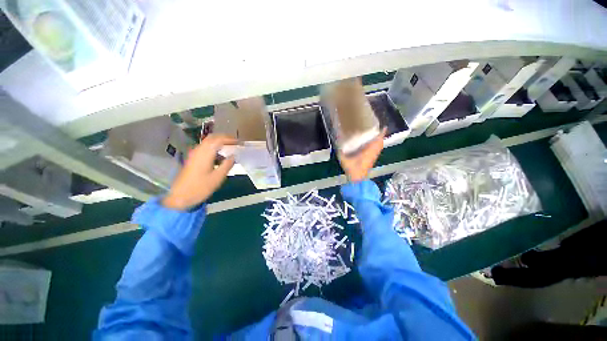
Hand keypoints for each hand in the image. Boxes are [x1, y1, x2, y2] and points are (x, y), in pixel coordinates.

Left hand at [162, 134, 235, 210]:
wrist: (180, 197)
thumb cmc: (200, 187)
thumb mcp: (218, 177)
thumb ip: (227, 164)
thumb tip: (234, 156)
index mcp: (205, 153)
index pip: (219, 140)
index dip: (230, 139)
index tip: (240, 142)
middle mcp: (199, 150)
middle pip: (212, 138)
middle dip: (224, 138)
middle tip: (235, 142)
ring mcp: (194, 154)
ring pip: (208, 142)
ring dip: (219, 142)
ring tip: (230, 148)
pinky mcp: (192, 159)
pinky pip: (205, 148)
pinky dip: (214, 148)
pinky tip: (220, 157)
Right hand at [338, 128, 385, 182]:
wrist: (357, 181)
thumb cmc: (352, 170)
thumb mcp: (344, 161)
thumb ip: (340, 153)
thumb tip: (337, 144)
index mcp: (368, 152)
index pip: (377, 142)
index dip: (381, 135)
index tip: (383, 127)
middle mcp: (372, 154)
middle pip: (380, 144)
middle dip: (380, 136)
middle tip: (378, 129)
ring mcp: (372, 158)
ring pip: (379, 148)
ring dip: (379, 141)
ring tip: (376, 135)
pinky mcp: (371, 161)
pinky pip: (376, 151)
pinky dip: (377, 146)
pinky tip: (372, 146)